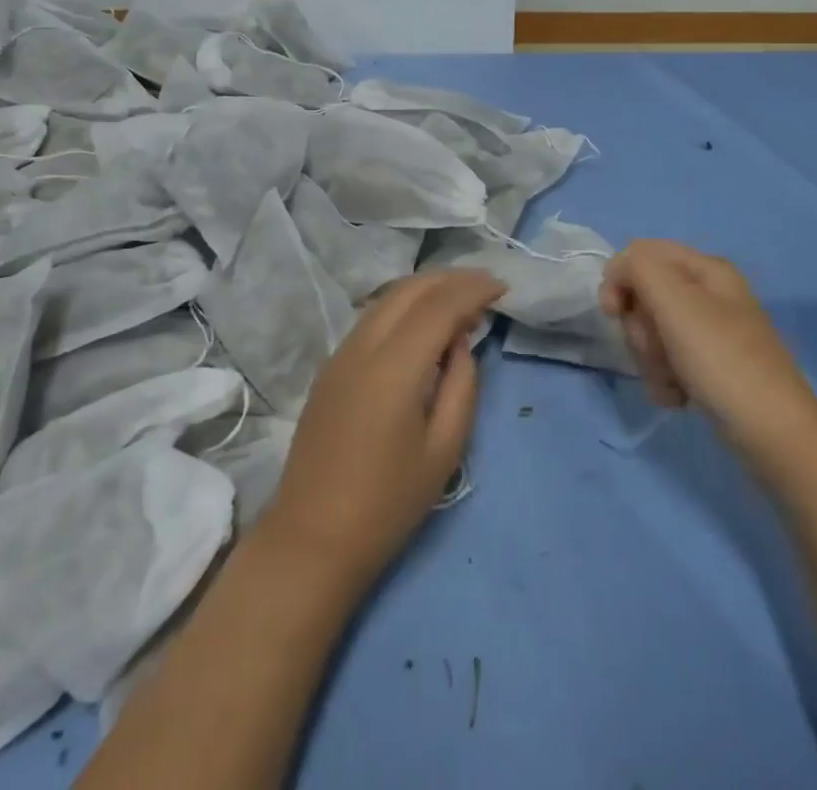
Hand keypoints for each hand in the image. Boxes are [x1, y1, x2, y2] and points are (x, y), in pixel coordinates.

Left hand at [259, 268, 503, 590]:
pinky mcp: (331, 366)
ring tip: (460, 304)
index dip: (473, 289)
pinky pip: (373, 317)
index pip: (440, 305)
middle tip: (486, 289)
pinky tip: (423, 327)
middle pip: (410, 289)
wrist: (312, 537)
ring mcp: (341, 353)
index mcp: (394, 366)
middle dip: (451, 279)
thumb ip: (462, 385)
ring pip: (388, 298)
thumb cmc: (388, 503)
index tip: (503, 288)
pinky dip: (404, 308)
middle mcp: (363, 346)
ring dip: (427, 290)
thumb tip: (459, 343)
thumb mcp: (444, 449)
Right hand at [600, 240, 816, 437]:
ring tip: (671, 381)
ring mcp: (711, 332)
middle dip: (640, 327)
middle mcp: (709, 294)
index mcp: (706, 268)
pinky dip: (665, 379)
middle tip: (657, 350)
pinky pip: (668, 361)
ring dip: (650, 359)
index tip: (615, 313)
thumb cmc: (722, 360)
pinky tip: (678, 397)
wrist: (775, 435)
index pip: (641, 254)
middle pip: (645, 295)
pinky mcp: (711, 366)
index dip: (620, 279)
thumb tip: (619, 272)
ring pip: (653, 331)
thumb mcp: (676, 301)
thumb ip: (639, 268)